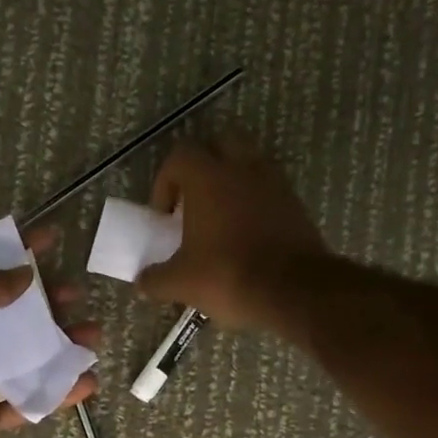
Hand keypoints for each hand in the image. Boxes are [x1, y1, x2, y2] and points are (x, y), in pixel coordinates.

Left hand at [0, 230, 99, 437]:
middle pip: (13, 316)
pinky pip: (30, 399)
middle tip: (77, 295)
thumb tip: (22, 274)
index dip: (16, 253)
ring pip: (28, 357)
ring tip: (93, 338)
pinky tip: (87, 382)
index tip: (51, 239)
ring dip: (62, 345)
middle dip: (48, 303)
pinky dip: (59, 391)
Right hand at [138, 127, 327, 330]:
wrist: (294, 291)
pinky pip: (269, 189)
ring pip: (248, 164)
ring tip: (222, 219)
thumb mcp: (181, 283)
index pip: (179, 157)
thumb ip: (156, 279)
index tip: (164, 217)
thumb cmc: (228, 276)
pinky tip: (248, 235)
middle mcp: (242, 168)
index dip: (165, 183)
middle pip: (218, 146)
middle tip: (193, 204)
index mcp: (207, 178)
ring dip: (232, 183)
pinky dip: (255, 202)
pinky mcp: (295, 203)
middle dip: (202, 169)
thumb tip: (142, 282)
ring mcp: (274, 182)